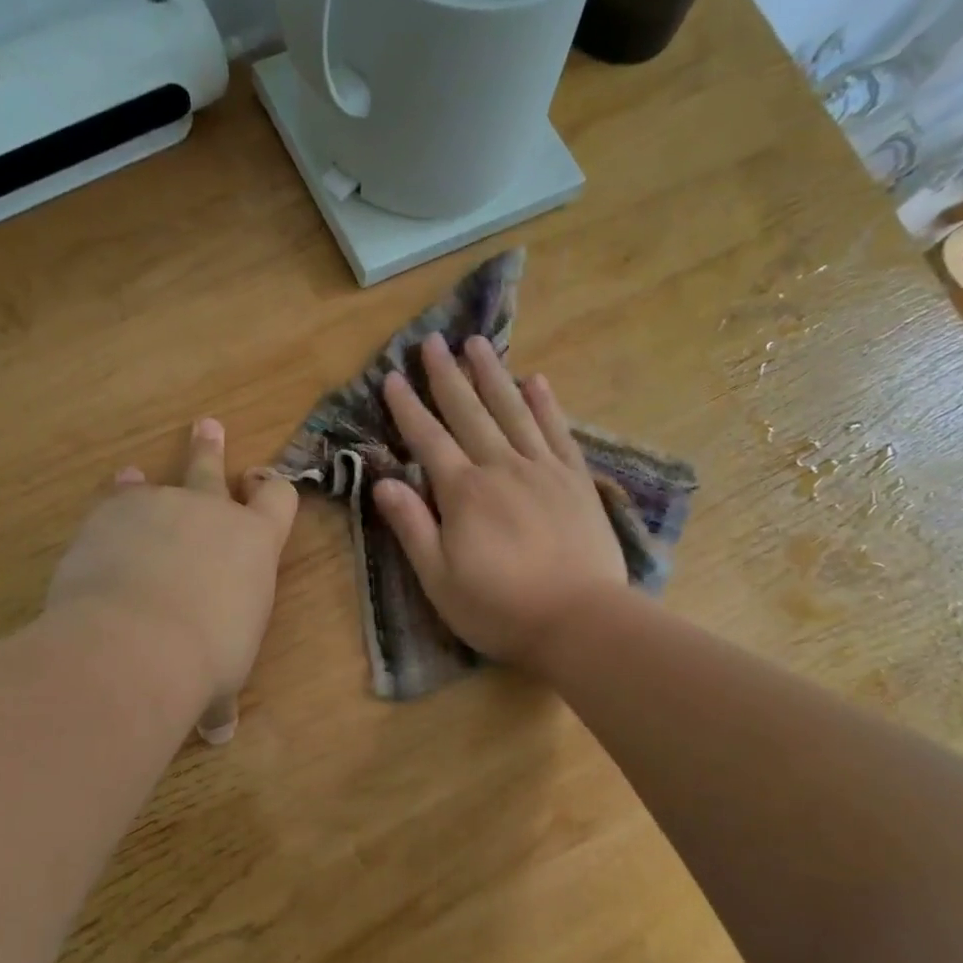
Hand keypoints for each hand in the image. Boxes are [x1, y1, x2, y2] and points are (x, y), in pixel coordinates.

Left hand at [48, 419, 298, 742]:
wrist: (138, 642)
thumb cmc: (204, 660)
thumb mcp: (222, 681)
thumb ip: (220, 698)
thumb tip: (218, 734)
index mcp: (255, 544)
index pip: (278, 498)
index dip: (272, 489)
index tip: (262, 483)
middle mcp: (213, 513)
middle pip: (214, 469)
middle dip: (210, 449)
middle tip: (207, 426)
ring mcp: (161, 504)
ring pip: (157, 481)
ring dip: (147, 481)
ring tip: (135, 472)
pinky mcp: (113, 511)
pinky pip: (116, 497)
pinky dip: (115, 500)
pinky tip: (108, 500)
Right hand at [374, 333, 628, 668]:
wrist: (580, 620)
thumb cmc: (500, 608)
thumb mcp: (439, 579)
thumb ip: (412, 527)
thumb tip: (383, 482)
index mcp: (464, 493)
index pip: (428, 440)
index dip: (408, 408)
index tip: (393, 377)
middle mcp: (502, 468)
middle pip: (469, 413)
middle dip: (447, 376)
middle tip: (432, 341)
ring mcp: (543, 470)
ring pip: (513, 411)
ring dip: (493, 375)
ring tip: (477, 344)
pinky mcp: (576, 481)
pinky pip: (557, 432)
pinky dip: (546, 404)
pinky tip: (536, 380)